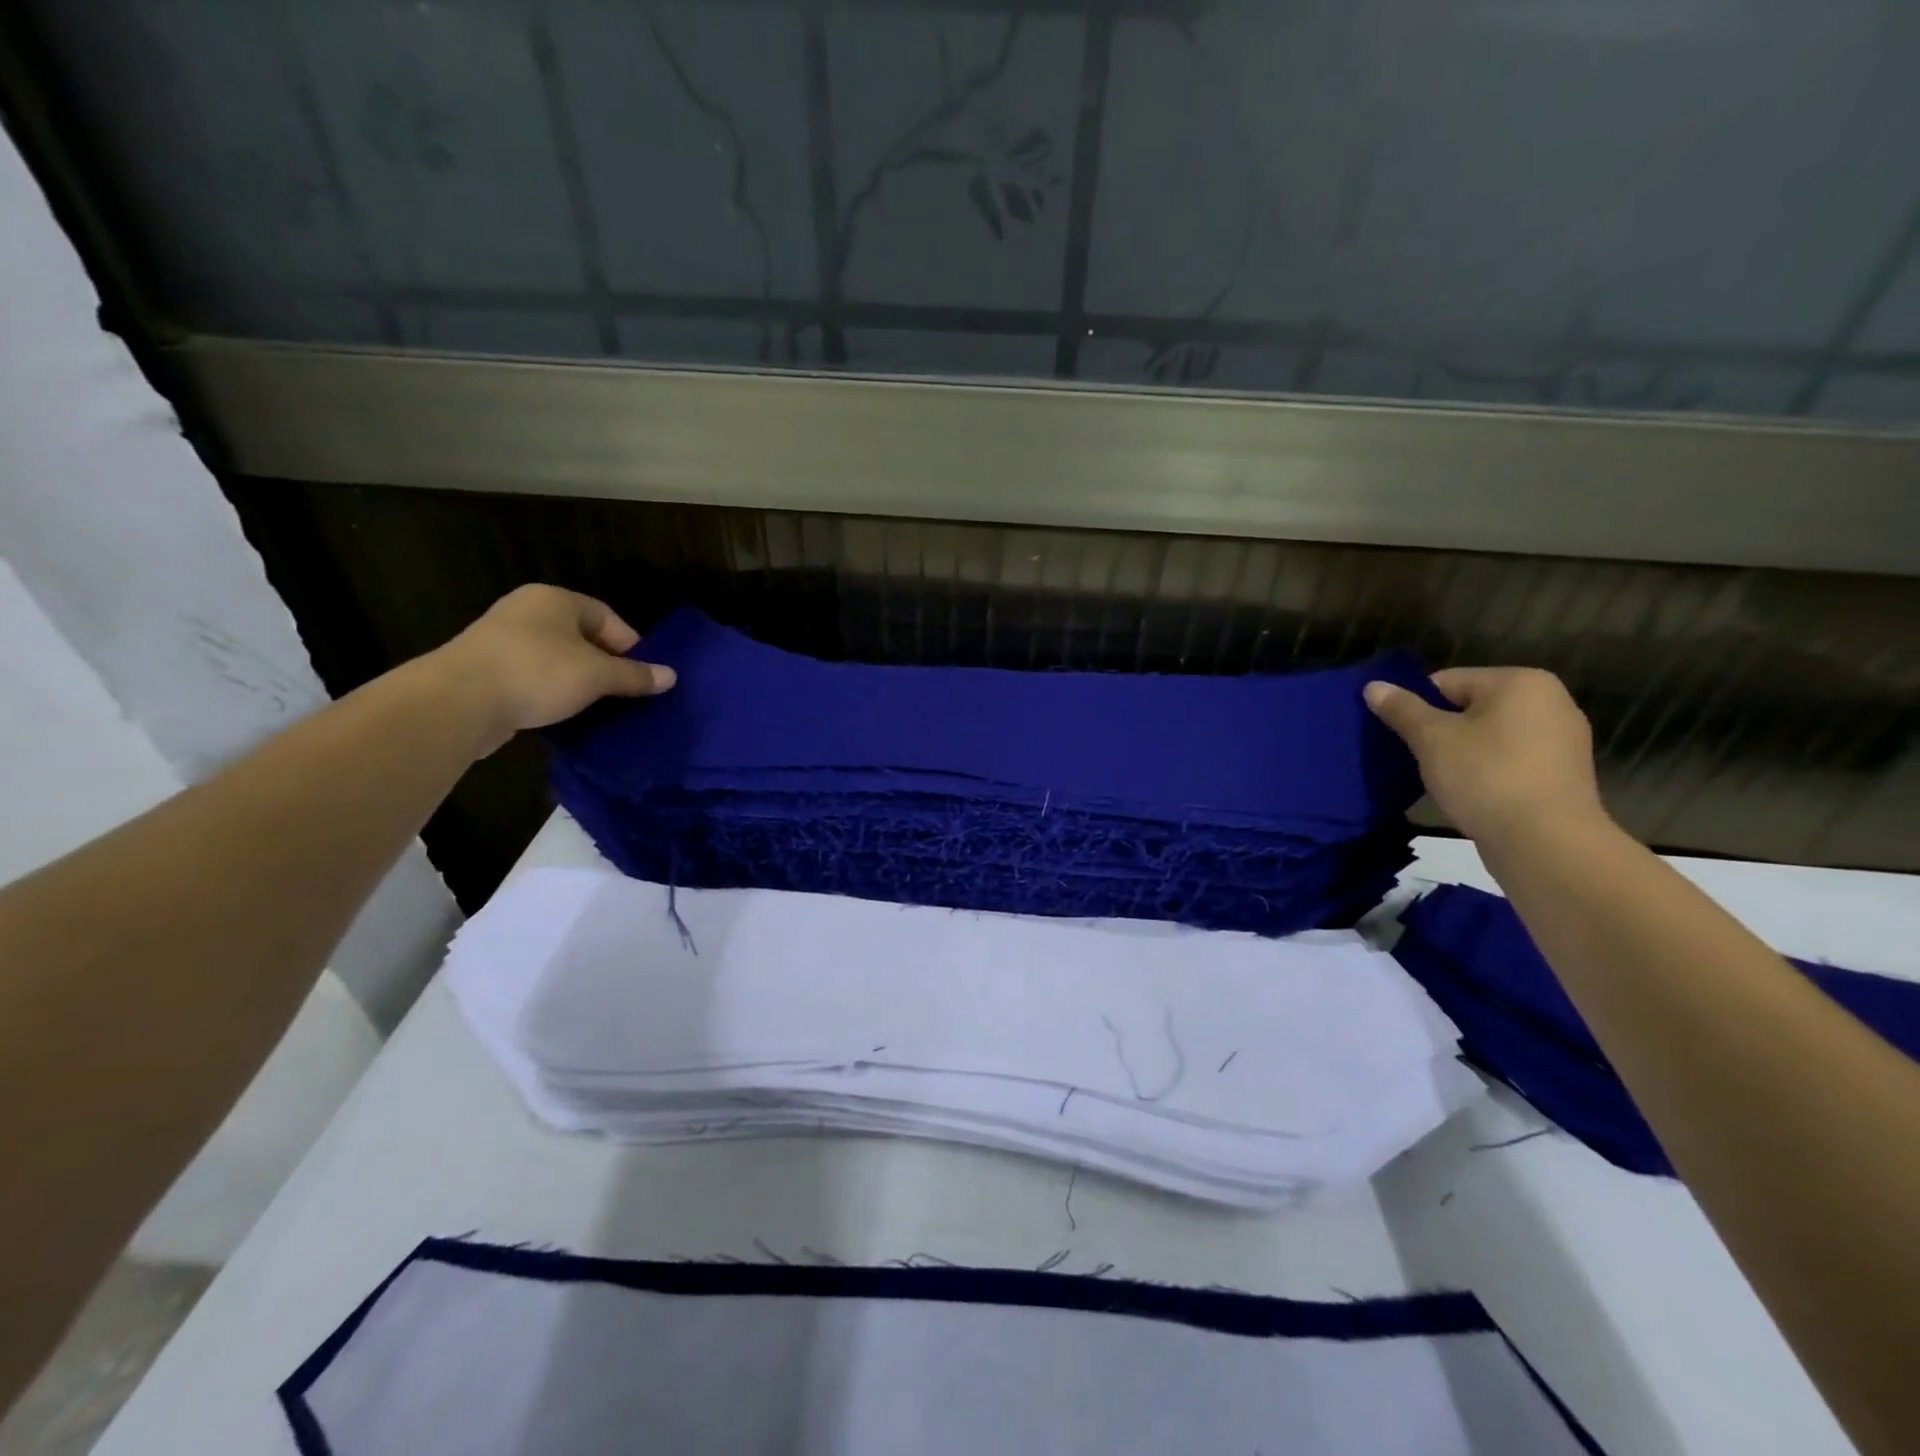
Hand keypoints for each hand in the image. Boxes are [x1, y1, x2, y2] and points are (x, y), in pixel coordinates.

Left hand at [430, 585, 674, 754]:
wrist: (459, 702)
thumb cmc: (538, 673)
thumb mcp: (598, 675)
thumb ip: (635, 675)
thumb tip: (671, 676)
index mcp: (554, 600)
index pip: (607, 617)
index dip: (631, 646)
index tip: (644, 676)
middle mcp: (527, 612)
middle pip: (582, 638)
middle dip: (606, 665)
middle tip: (625, 694)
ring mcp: (501, 641)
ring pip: (557, 659)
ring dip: (579, 682)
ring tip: (599, 707)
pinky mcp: (486, 671)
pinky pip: (533, 678)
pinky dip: (551, 693)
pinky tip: (563, 714)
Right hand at [1364, 667, 1605, 847]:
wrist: (1545, 842)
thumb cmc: (1485, 777)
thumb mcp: (1431, 739)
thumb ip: (1401, 709)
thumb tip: (1373, 686)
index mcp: (1520, 682)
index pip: (1446, 682)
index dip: (1416, 707)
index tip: (1401, 737)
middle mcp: (1550, 701)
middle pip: (1470, 707)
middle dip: (1440, 730)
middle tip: (1416, 758)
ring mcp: (1563, 739)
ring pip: (1490, 735)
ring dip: (1462, 752)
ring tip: (1441, 778)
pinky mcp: (1564, 774)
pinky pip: (1510, 759)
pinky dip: (1486, 770)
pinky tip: (1471, 793)